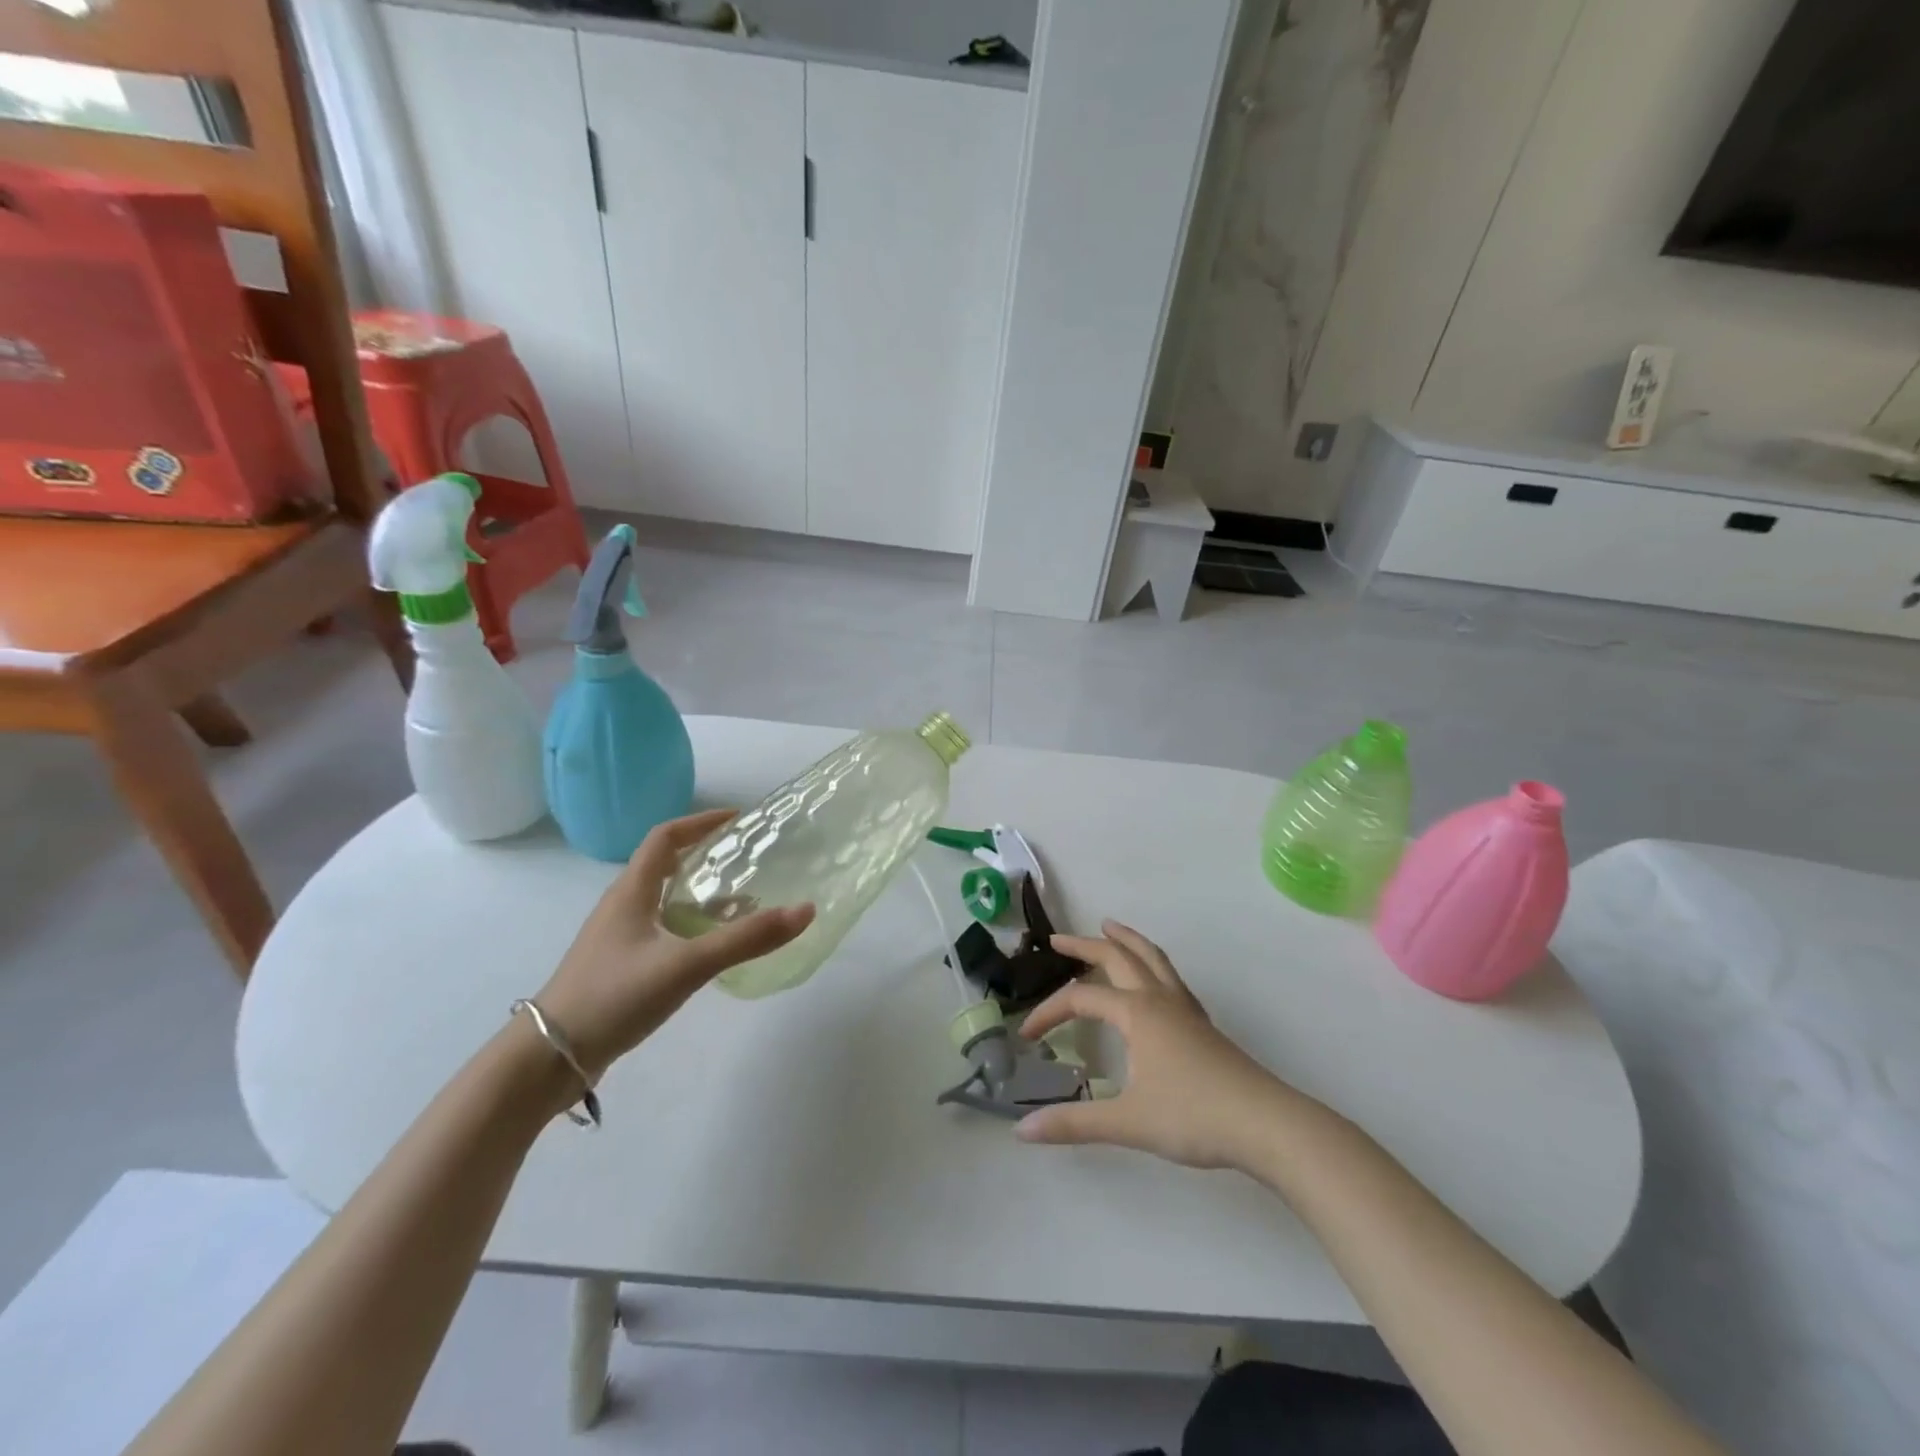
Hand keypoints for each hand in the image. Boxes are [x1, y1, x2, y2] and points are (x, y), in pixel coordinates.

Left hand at [533, 809, 814, 1077]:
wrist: (549, 1059)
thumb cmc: (614, 996)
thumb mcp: (686, 964)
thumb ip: (746, 939)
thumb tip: (806, 910)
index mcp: (632, 891)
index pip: (666, 837)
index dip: (702, 822)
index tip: (739, 820)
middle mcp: (623, 906)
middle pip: (666, 865)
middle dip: (707, 856)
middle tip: (748, 858)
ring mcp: (618, 938)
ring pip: (665, 900)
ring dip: (702, 893)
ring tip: (744, 902)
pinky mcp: (620, 966)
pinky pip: (663, 930)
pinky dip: (692, 926)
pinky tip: (713, 948)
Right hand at [1015, 921, 1298, 1171]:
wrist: (1266, 1125)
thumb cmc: (1193, 1116)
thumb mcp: (1128, 1122)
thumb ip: (1074, 1122)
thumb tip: (1023, 1130)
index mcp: (1137, 1012)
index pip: (1081, 999)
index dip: (1049, 1012)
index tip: (1026, 1035)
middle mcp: (1159, 1000)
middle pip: (1118, 957)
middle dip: (1085, 945)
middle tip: (1058, 940)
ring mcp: (1185, 1010)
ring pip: (1152, 959)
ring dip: (1126, 941)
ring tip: (1110, 928)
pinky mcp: (1203, 1026)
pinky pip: (1170, 978)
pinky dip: (1151, 964)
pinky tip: (1152, 980)